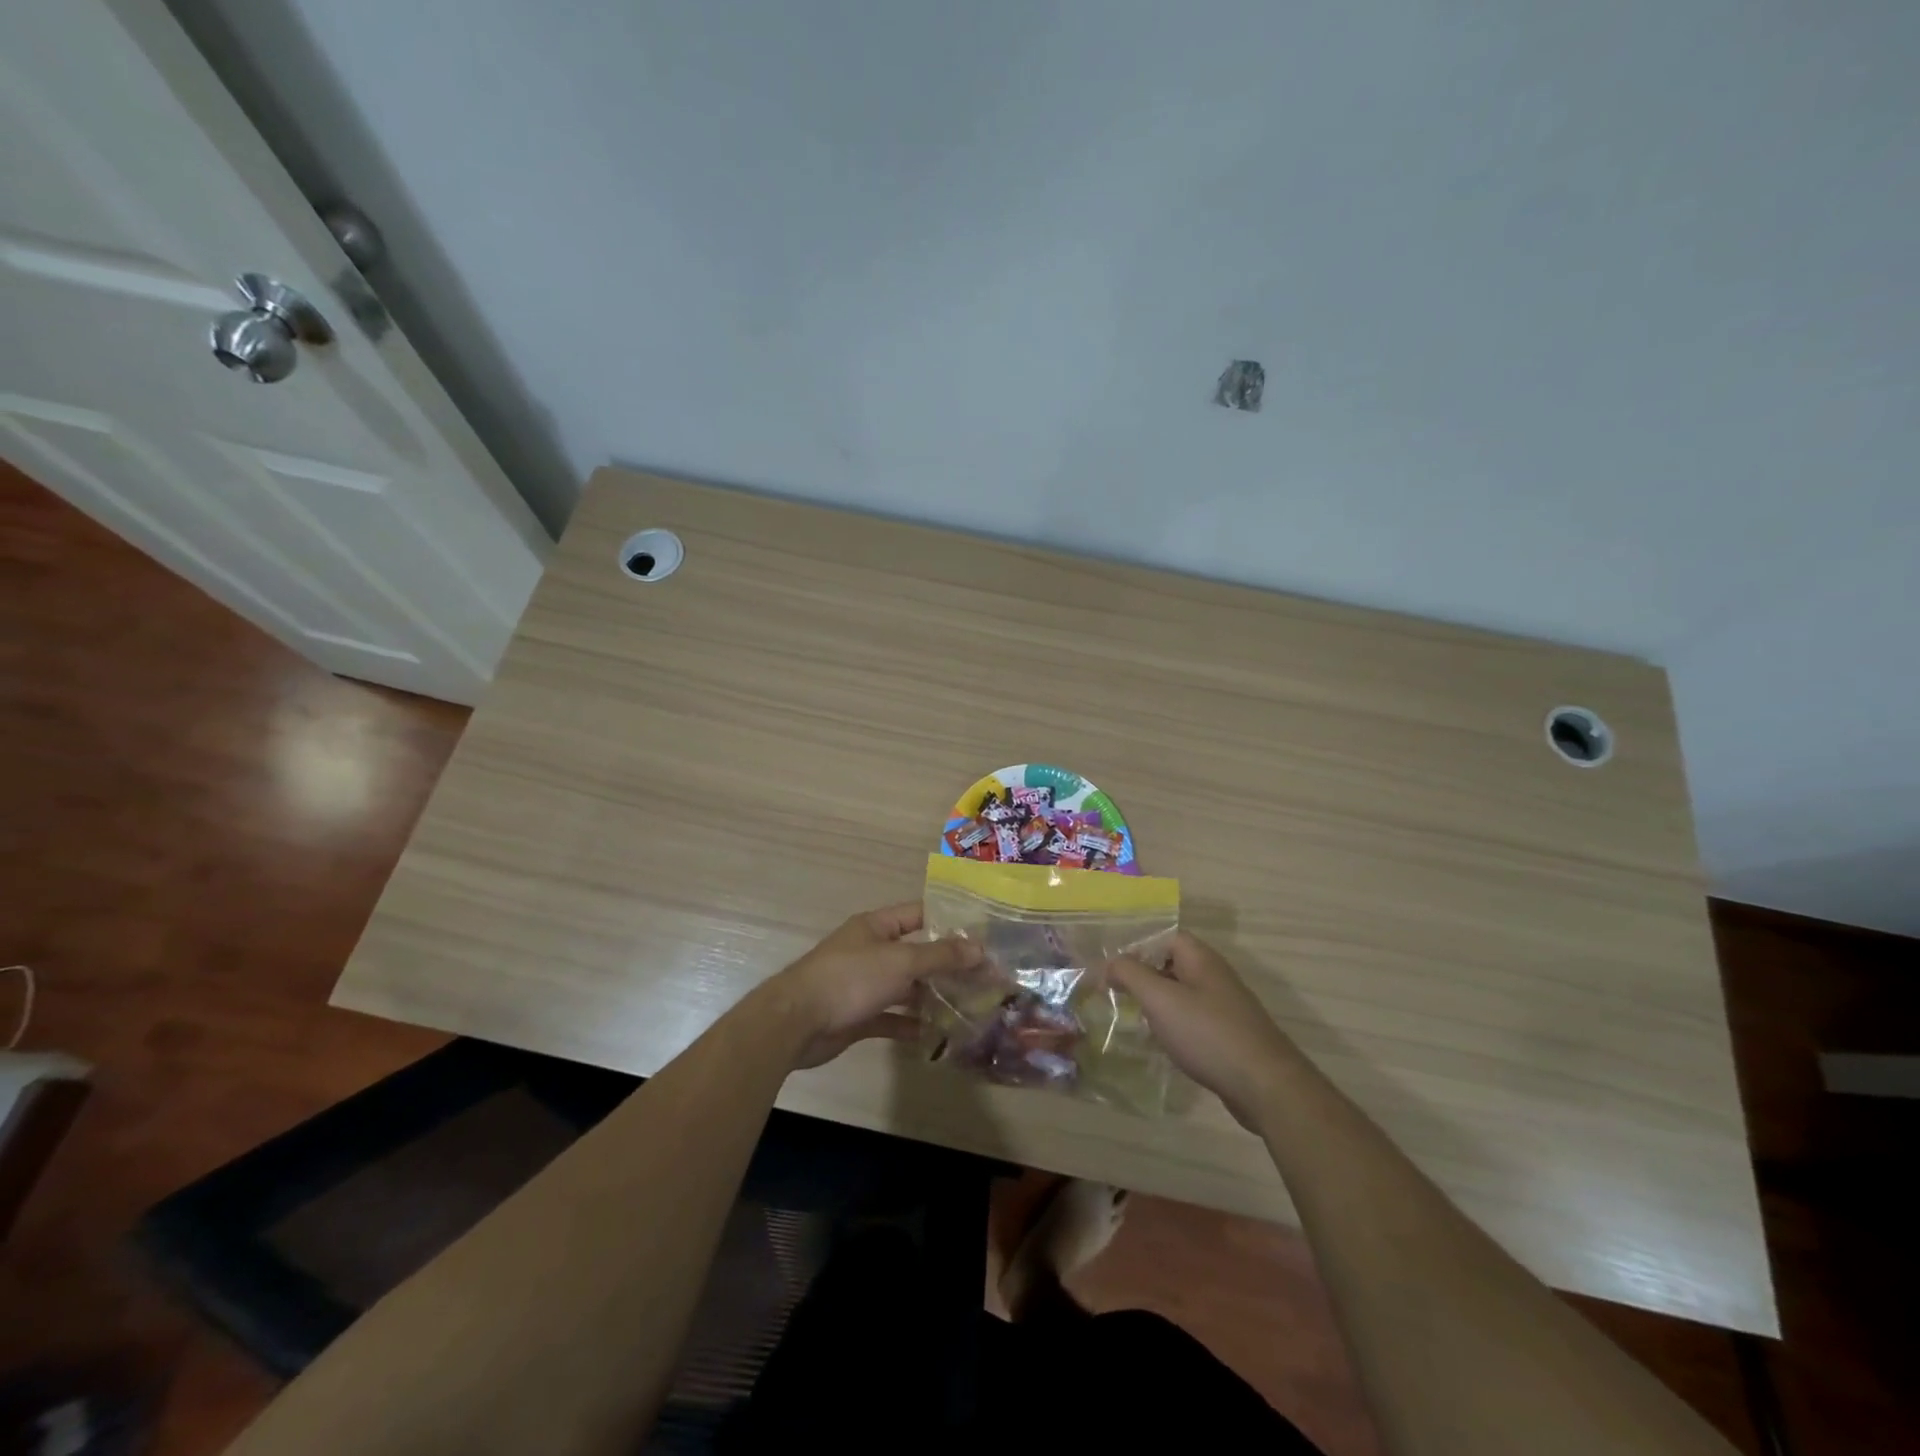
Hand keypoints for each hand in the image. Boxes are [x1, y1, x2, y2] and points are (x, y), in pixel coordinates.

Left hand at [757, 903, 981, 1069]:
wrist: (796, 1022)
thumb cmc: (850, 979)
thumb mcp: (900, 961)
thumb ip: (940, 956)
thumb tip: (979, 949)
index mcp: (876, 926)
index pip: (919, 914)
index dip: (949, 922)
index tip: (981, 934)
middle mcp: (870, 951)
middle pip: (915, 952)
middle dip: (946, 964)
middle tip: (983, 977)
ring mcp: (863, 984)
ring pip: (905, 986)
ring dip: (931, 996)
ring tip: (967, 1005)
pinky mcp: (857, 1015)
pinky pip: (891, 1016)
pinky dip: (911, 1023)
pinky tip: (936, 1035)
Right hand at [1107, 932, 1301, 1129]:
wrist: (1265, 1086)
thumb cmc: (1207, 1034)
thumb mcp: (1160, 999)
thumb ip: (1130, 974)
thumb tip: (1110, 963)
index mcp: (1201, 959)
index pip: (1165, 938)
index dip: (1137, 948)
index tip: (1113, 969)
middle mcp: (1215, 977)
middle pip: (1172, 965)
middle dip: (1144, 977)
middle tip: (1117, 994)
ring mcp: (1226, 1007)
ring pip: (1183, 995)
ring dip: (1158, 1004)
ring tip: (1133, 1019)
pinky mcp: (1230, 1036)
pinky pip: (1194, 1021)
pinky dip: (1175, 1027)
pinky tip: (1162, 1044)